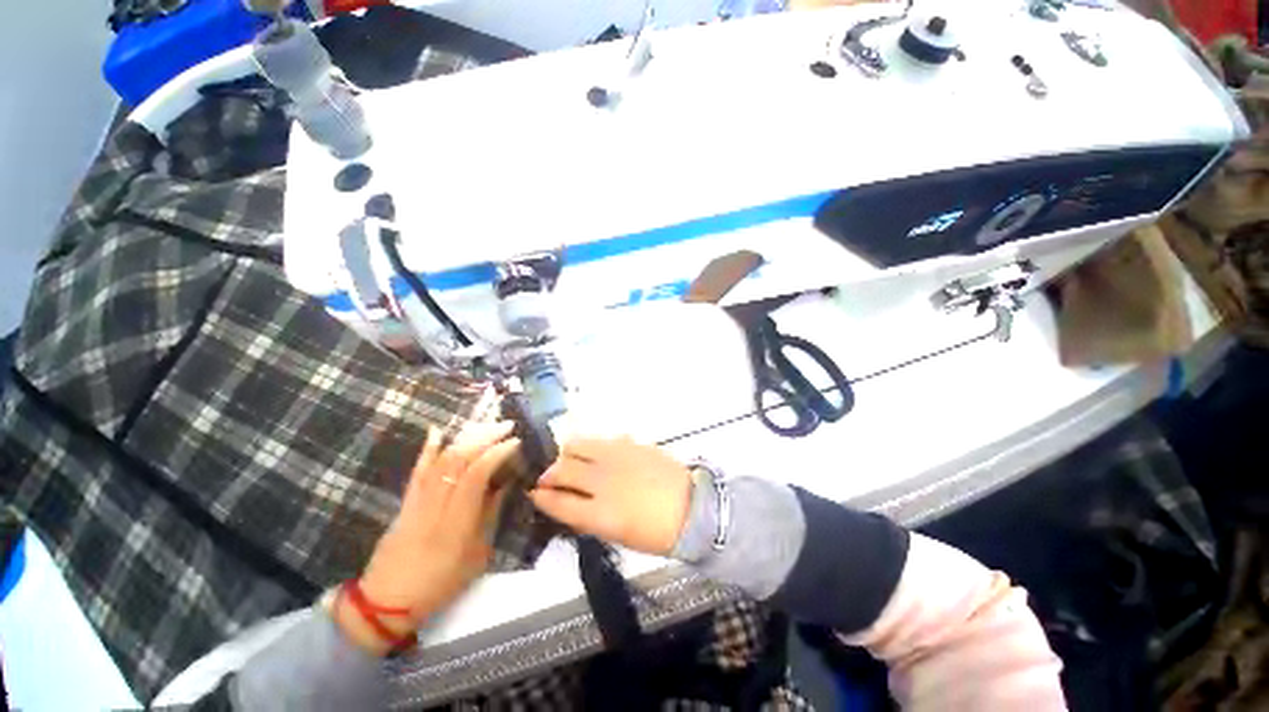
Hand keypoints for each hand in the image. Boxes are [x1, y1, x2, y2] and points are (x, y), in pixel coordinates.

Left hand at [341, 422, 518, 655]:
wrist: (386, 602)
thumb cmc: (439, 585)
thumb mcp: (476, 557)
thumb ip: (489, 517)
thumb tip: (503, 485)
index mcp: (457, 523)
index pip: (476, 476)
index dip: (496, 454)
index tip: (514, 442)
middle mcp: (436, 506)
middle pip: (458, 461)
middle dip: (484, 438)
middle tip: (505, 425)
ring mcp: (417, 501)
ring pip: (441, 461)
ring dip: (465, 438)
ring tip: (486, 425)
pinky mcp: (405, 502)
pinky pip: (417, 471)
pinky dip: (428, 449)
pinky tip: (437, 430)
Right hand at [528, 436, 692, 556]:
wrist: (691, 508)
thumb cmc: (654, 532)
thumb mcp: (616, 535)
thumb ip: (587, 517)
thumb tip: (567, 502)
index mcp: (599, 513)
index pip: (557, 502)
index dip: (541, 497)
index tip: (534, 492)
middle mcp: (603, 480)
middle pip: (561, 469)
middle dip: (549, 473)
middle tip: (550, 477)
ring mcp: (616, 457)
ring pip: (577, 444)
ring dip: (568, 454)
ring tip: (572, 461)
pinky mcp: (630, 443)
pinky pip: (602, 439)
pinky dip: (594, 448)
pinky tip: (601, 456)